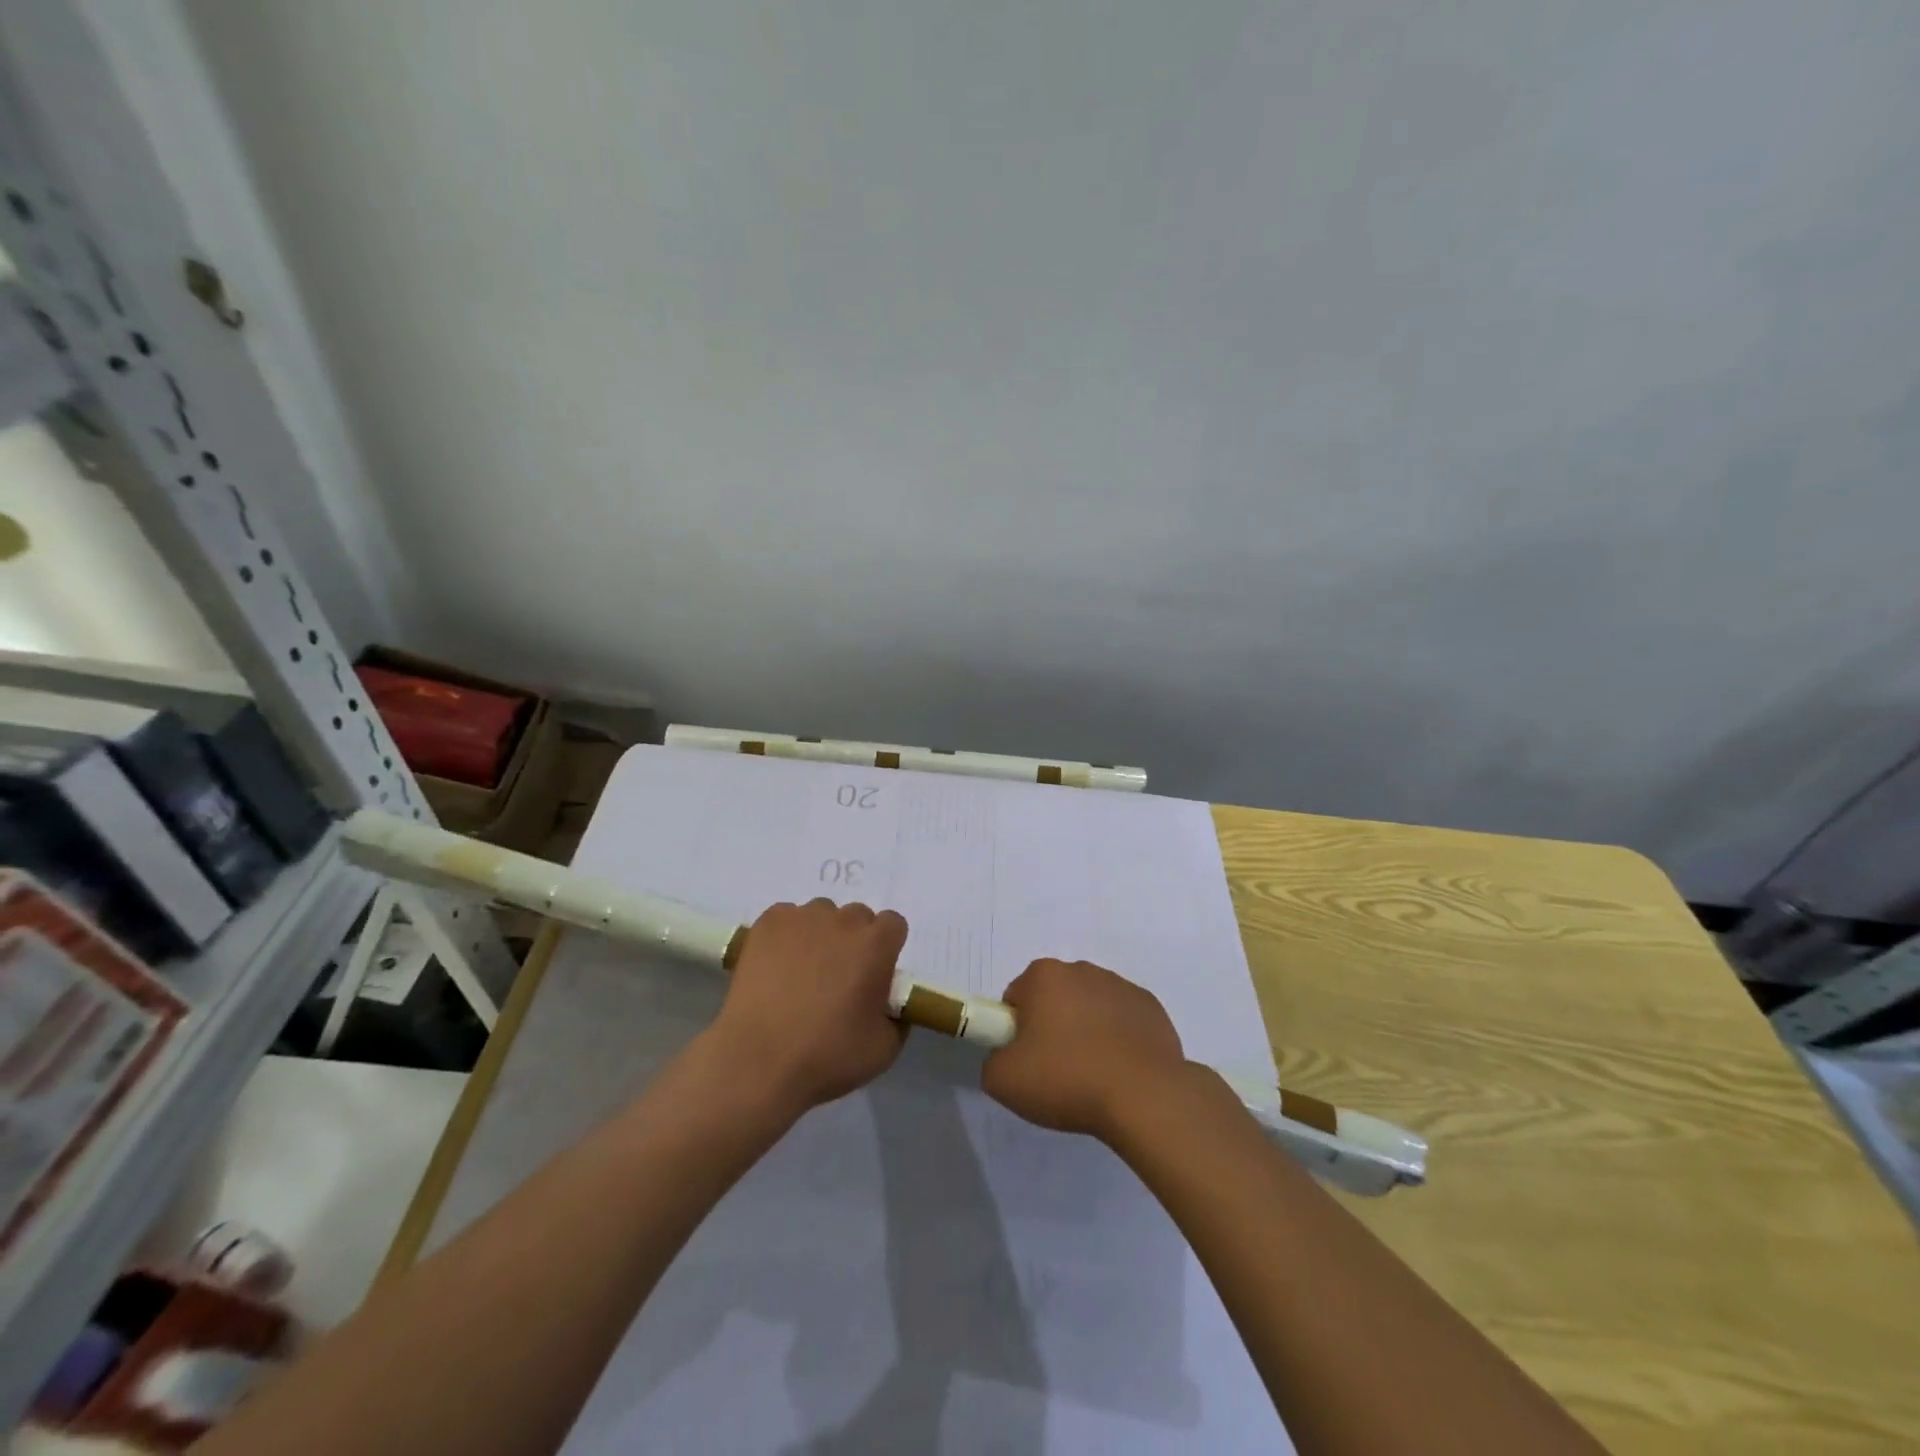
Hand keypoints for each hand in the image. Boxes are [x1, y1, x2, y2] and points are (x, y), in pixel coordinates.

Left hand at [707, 898, 909, 1116]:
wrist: (758, 1061)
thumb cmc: (827, 1055)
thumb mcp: (884, 1049)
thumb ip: (896, 1018)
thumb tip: (888, 1004)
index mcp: (876, 945)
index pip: (892, 924)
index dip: (885, 947)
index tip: (874, 973)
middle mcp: (843, 920)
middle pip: (857, 917)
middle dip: (853, 940)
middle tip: (838, 976)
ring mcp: (802, 917)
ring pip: (820, 915)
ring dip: (820, 935)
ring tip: (802, 972)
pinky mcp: (767, 924)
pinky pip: (786, 919)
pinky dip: (786, 936)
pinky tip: (776, 966)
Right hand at [981, 958, 1188, 1142]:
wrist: (1143, 1096)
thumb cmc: (1066, 1079)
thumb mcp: (1003, 1080)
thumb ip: (992, 1060)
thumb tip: (1007, 1056)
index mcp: (1044, 975)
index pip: (1016, 998)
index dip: (1016, 1031)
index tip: (1028, 1060)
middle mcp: (1081, 969)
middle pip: (1054, 998)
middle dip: (1051, 1026)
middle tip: (1056, 1070)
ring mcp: (1120, 986)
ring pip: (1089, 1006)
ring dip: (1086, 1030)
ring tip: (1092, 1075)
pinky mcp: (1150, 1007)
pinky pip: (1122, 1020)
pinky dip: (1117, 1038)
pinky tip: (1120, 1071)